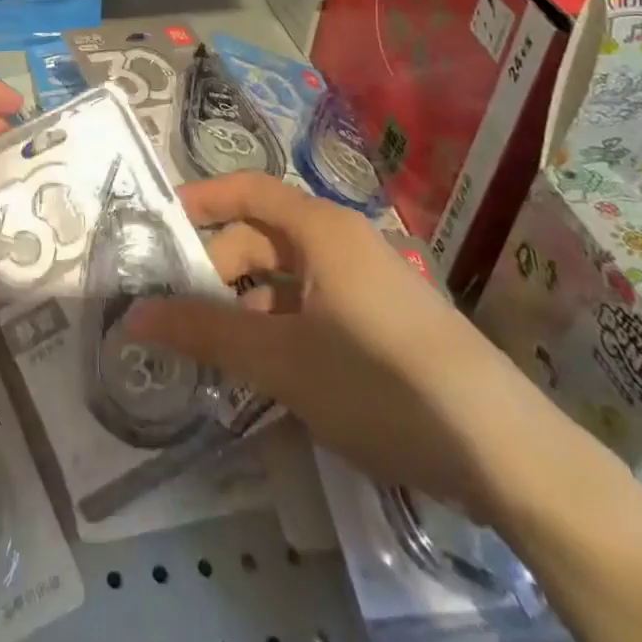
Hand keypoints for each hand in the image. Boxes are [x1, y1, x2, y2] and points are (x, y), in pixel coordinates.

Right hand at [127, 173, 574, 516]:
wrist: (506, 452)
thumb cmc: (379, 382)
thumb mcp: (280, 360)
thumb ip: (204, 333)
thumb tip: (134, 315)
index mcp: (320, 228)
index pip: (246, 189)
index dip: (200, 201)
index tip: (157, 226)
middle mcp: (344, 241)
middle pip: (263, 236)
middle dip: (219, 269)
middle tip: (181, 312)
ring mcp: (369, 281)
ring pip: (289, 277)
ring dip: (249, 305)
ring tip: (219, 352)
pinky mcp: (387, 320)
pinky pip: (317, 304)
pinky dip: (284, 325)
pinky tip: (272, 372)